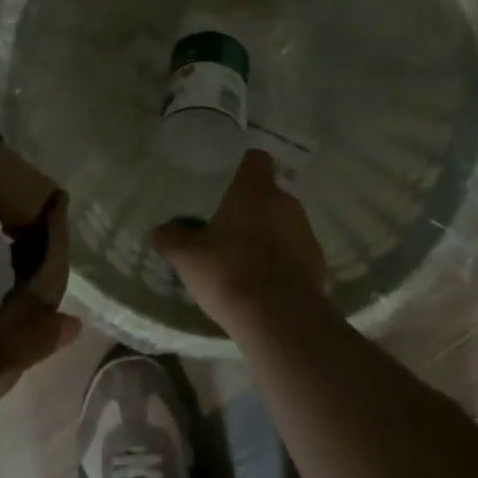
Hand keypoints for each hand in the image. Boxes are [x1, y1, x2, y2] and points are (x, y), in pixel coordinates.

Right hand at [152, 149, 327, 330]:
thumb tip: (159, 230)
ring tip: (247, 261)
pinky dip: (284, 263)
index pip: (256, 160)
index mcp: (256, 190)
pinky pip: (297, 255)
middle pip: (270, 195)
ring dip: (270, 236)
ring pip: (285, 225)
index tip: (231, 181)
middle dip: (253, 209)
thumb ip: (171, 238)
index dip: (244, 168)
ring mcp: (306, 233)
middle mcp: (286, 203)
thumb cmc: (229, 271)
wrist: (278, 316)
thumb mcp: (188, 256)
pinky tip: (266, 285)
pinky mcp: (318, 264)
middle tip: (230, 230)